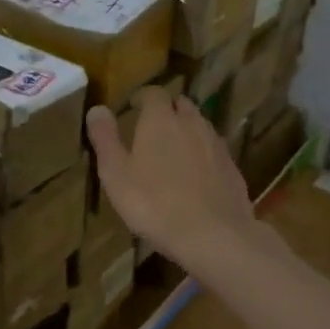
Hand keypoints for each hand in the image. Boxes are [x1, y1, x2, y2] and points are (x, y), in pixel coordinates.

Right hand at [87, 91, 266, 275]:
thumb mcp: (116, 174)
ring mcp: (216, 145)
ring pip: (200, 126)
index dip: (142, 97)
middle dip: (167, 110)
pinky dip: (203, 154)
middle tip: (152, 127)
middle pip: (181, 105)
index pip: (154, 93)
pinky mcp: (232, 168)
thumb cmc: (154, 204)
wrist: (213, 235)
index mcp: (161, 120)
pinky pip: (214, 151)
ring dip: (187, 130)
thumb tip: (97, 109)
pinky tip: (195, 176)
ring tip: (173, 150)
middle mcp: (192, 124)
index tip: (132, 107)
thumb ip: (105, 139)